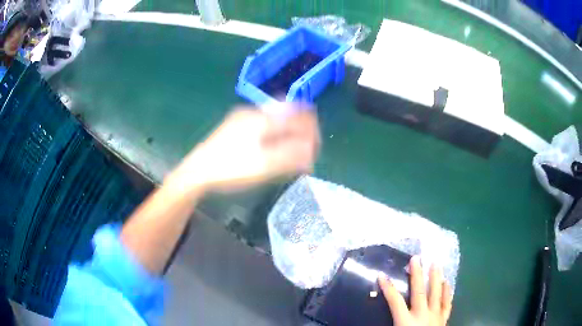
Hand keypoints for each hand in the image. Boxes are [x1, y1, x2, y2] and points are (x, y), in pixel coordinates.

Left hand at [167, 104, 319, 194]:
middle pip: (288, 115)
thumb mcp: (263, 166)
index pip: (298, 115)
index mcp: (263, 118)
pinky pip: (265, 124)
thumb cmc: (230, 169)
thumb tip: (312, 151)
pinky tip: (274, 149)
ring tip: (292, 154)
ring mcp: (243, 117)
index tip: (316, 149)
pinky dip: (276, 135)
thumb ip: (291, 156)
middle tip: (306, 153)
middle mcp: (254, 112)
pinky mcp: (236, 125)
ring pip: (276, 119)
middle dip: (301, 132)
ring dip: (289, 134)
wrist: (197, 171)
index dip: (312, 130)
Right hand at [379, 256, 451, 325]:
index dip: (387, 288)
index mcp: (405, 322)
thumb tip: (366, 324)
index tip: (381, 275)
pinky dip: (447, 292)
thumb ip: (387, 324)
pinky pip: (447, 303)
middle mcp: (421, 315)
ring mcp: (435, 316)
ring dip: (435, 277)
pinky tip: (448, 282)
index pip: (395, 302)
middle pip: (419, 292)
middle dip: (416, 275)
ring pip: (436, 293)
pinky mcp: (443, 319)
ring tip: (436, 263)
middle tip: (416, 258)